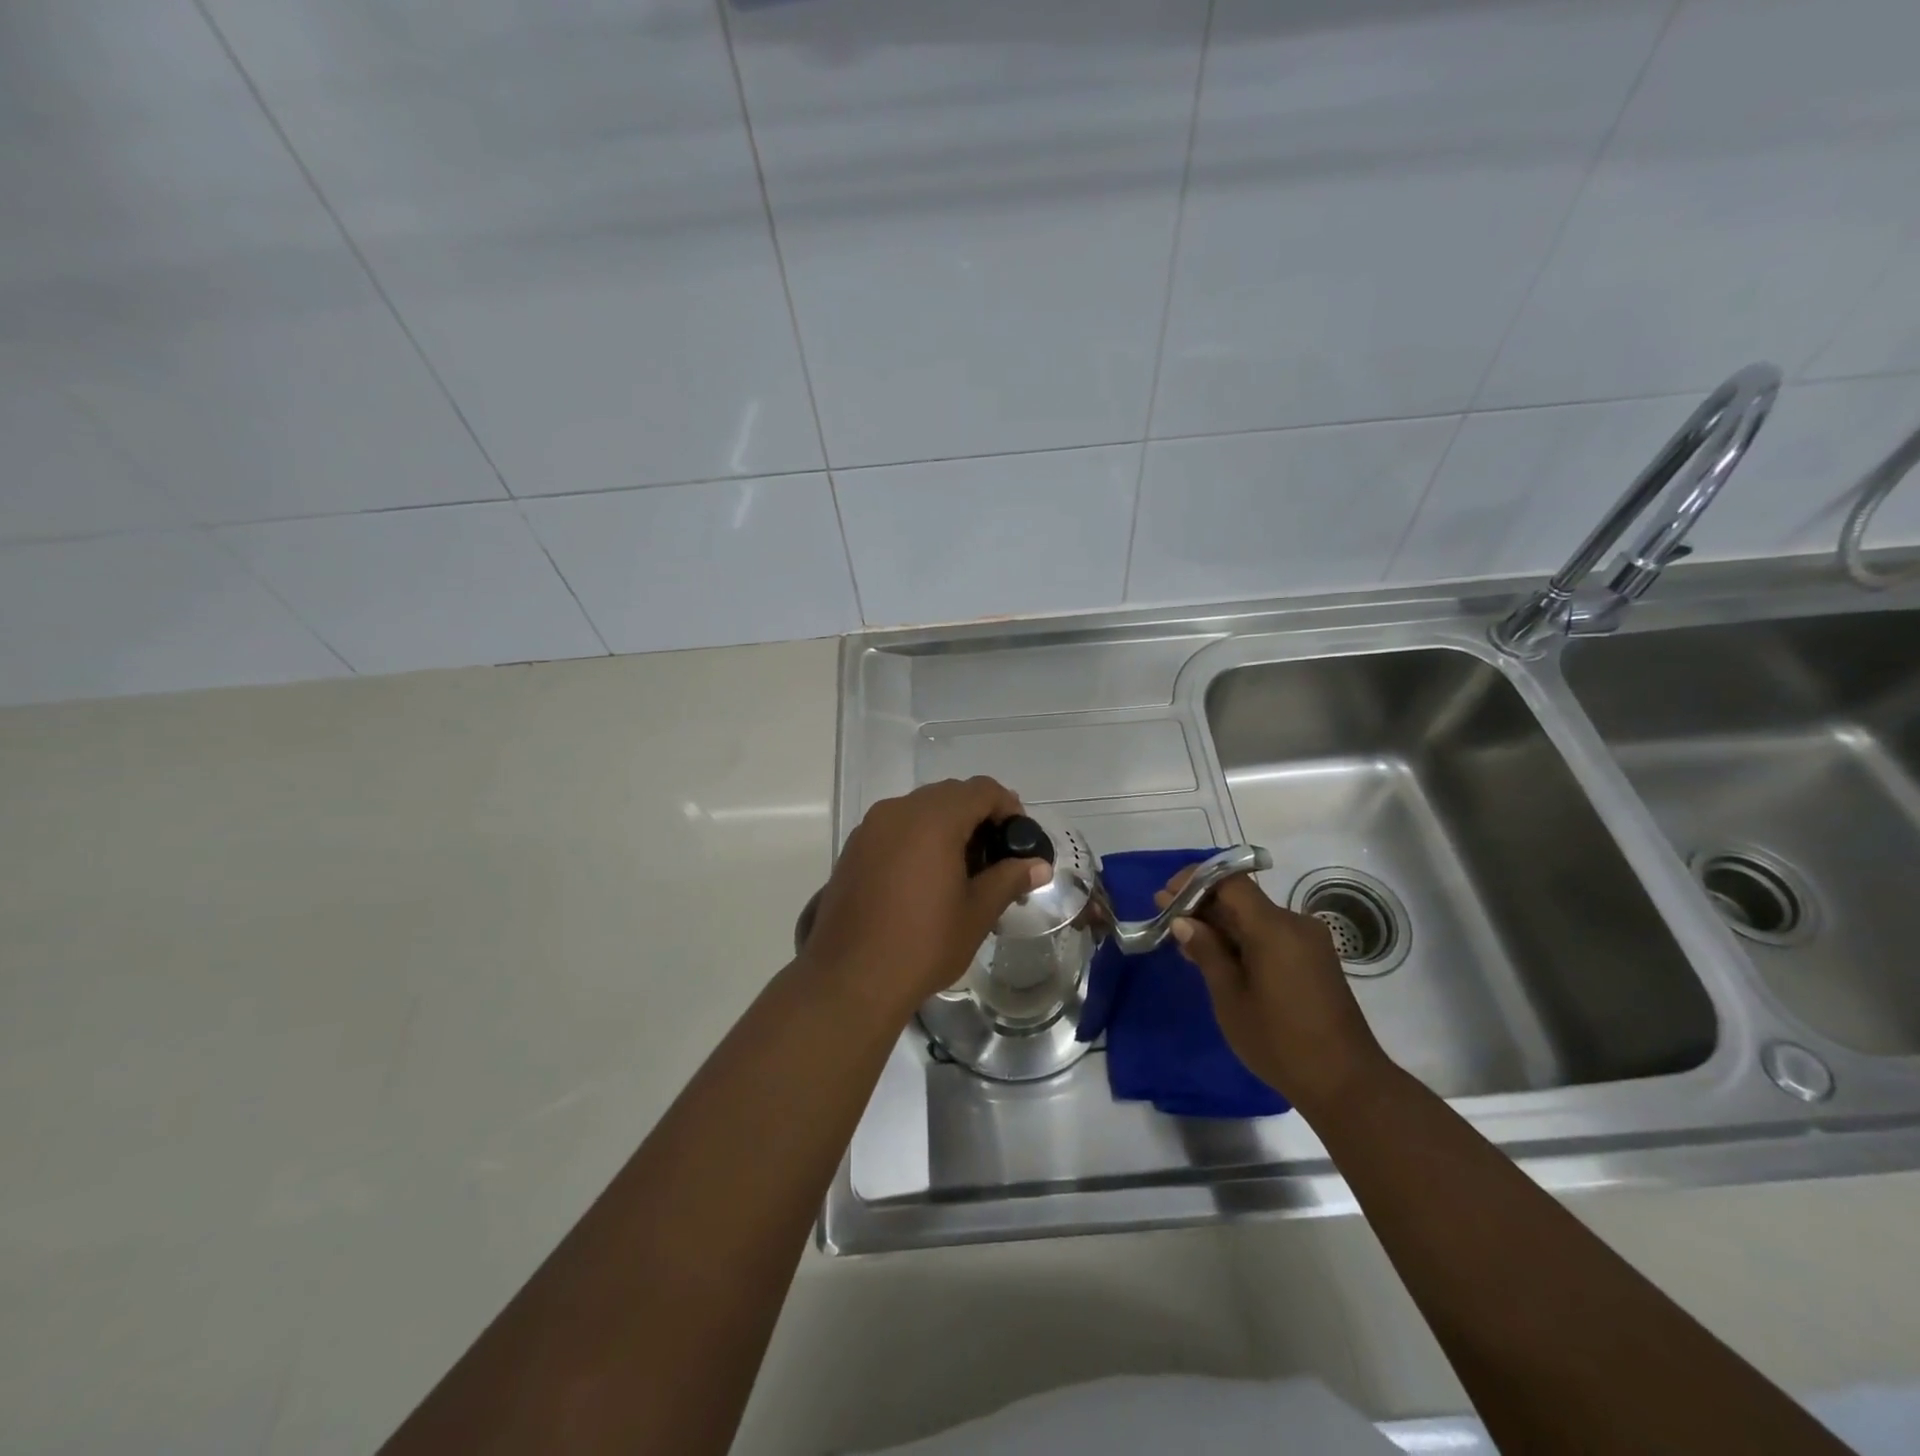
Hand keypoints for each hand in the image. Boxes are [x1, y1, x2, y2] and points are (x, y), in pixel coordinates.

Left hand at [801, 777, 1049, 1021]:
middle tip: (995, 857)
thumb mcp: (977, 913)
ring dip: (946, 827)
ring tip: (961, 870)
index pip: (981, 789)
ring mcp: (870, 828)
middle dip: (977, 817)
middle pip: (949, 795)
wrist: (849, 979)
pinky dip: (917, 839)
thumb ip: (1009, 879)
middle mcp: (897, 811)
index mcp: (933, 819)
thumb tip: (1039, 865)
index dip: (1008, 807)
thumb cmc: (922, 944)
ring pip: (919, 809)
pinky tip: (925, 879)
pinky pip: (894, 828)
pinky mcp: (853, 849)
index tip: (1019, 839)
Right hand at [1159, 871, 1390, 1114]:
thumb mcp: (1230, 998)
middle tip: (1167, 921)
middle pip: (1242, 899)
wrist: (1347, 1084)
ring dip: (1222, 926)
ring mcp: (1309, 942)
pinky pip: (1272, 936)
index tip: (1166, 897)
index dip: (1194, 882)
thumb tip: (1182, 921)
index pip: (1230, 881)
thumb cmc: (1280, 1041)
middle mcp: (1295, 924)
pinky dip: (1243, 941)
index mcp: (1274, 927)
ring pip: (1256, 919)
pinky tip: (1219, 960)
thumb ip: (1207, 952)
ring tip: (1186, 945)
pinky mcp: (1315, 961)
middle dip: (1203, 906)